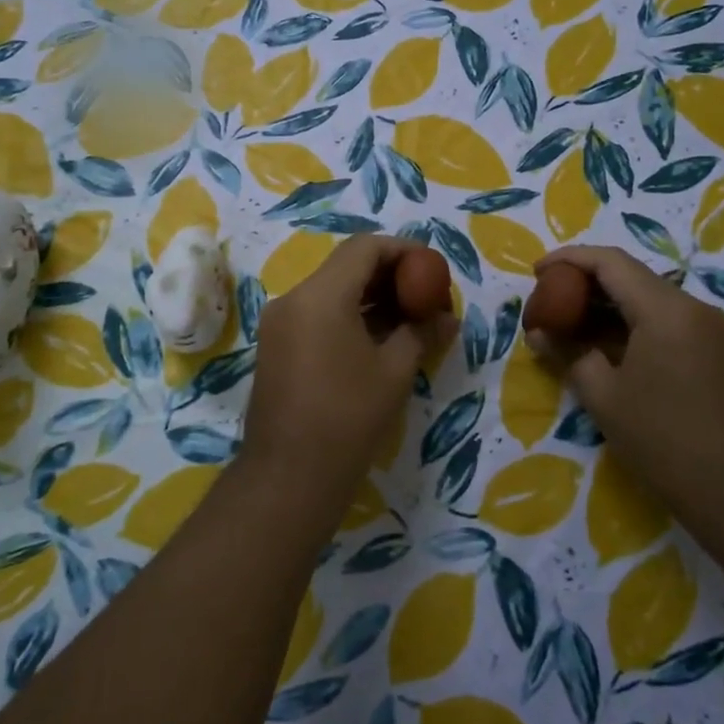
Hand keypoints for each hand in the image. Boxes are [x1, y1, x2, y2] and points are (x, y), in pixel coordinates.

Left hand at [241, 235, 450, 514]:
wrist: (289, 476)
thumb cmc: (348, 417)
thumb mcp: (394, 371)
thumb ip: (421, 332)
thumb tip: (447, 318)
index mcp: (320, 295)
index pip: (365, 248)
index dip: (403, 250)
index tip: (432, 268)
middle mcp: (293, 298)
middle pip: (346, 266)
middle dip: (389, 274)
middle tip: (425, 295)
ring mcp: (279, 322)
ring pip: (331, 290)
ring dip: (370, 297)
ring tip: (408, 318)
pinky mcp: (276, 346)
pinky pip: (317, 314)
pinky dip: (348, 315)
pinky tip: (378, 338)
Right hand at [527, 246, 723, 501]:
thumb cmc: (665, 440)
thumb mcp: (604, 397)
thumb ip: (568, 354)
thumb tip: (539, 333)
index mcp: (665, 310)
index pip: (610, 262)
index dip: (569, 259)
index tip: (536, 272)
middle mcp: (692, 308)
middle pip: (631, 276)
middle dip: (585, 282)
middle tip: (548, 301)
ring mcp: (710, 330)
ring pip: (649, 299)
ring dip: (607, 306)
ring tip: (569, 325)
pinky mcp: (717, 353)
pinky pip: (666, 322)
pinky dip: (630, 324)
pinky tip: (606, 347)